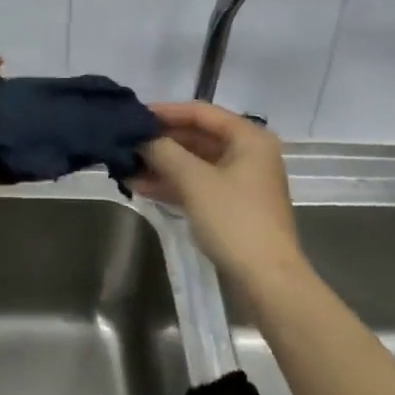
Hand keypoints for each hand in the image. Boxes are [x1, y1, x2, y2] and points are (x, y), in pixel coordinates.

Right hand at [132, 101, 304, 285]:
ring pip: (195, 163)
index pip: (200, 112)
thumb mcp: (194, 180)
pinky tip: (141, 186)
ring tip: (126, 166)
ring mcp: (241, 182)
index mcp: (248, 138)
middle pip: (197, 136)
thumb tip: (141, 138)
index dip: (165, 112)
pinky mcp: (233, 207)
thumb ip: (164, 152)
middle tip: (126, 143)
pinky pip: (198, 184)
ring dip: (162, 164)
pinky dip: (173, 184)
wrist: (268, 282)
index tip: (133, 116)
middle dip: (161, 142)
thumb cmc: (234, 220)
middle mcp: (248, 153)